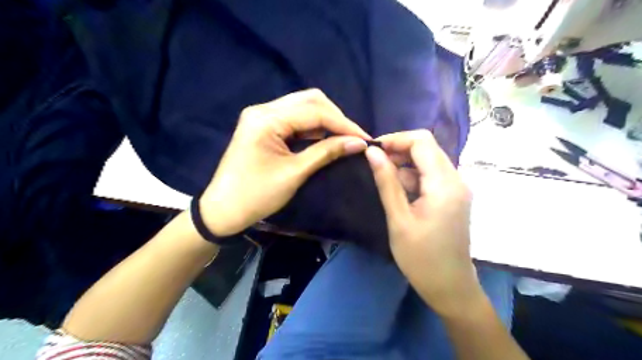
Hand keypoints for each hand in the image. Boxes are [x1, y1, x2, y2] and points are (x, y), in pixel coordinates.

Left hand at [200, 89, 371, 236]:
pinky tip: (325, 138)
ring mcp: (262, 116)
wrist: (223, 210)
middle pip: (310, 100)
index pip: (314, 111)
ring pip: (303, 107)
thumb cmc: (256, 195)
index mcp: (266, 119)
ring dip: (326, 121)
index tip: (365, 138)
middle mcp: (264, 109)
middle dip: (336, 118)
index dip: (343, 124)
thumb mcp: (295, 173)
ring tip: (344, 138)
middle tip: (354, 138)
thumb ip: (327, 152)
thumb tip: (359, 143)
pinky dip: (313, 127)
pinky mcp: (264, 125)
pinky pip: (294, 119)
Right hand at [366, 131, 480, 316]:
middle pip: (427, 147)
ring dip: (405, 164)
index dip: (396, 139)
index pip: (422, 141)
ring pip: (428, 160)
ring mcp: (457, 188)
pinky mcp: (453, 196)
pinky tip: (399, 192)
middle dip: (399, 150)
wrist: (450, 286)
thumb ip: (387, 182)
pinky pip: (431, 175)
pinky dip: (413, 176)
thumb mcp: (398, 219)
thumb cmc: (421, 257)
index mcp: (444, 184)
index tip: (373, 150)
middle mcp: (456, 179)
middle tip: (374, 164)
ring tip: (383, 180)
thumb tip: (372, 152)